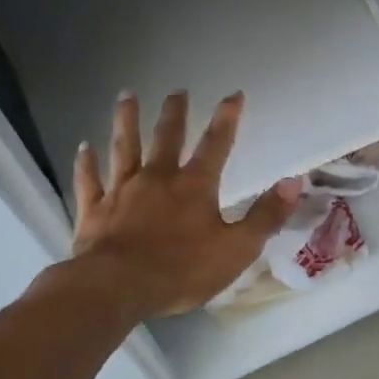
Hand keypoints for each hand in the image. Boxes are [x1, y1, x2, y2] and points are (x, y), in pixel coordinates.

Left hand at [66, 91, 302, 321]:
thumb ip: (266, 215)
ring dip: (126, 121)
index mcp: (194, 186)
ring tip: (126, 96)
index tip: (234, 94)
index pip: (216, 144)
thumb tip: (294, 180)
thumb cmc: (182, 270)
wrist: (118, 287)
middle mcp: (157, 178)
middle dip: (174, 112)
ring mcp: (121, 190)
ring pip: (124, 147)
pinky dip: (86, 162)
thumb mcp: (238, 248)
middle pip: (166, 137)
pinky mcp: (94, 209)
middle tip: (177, 91)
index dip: (227, 118)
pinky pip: (89, 179)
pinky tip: (84, 147)